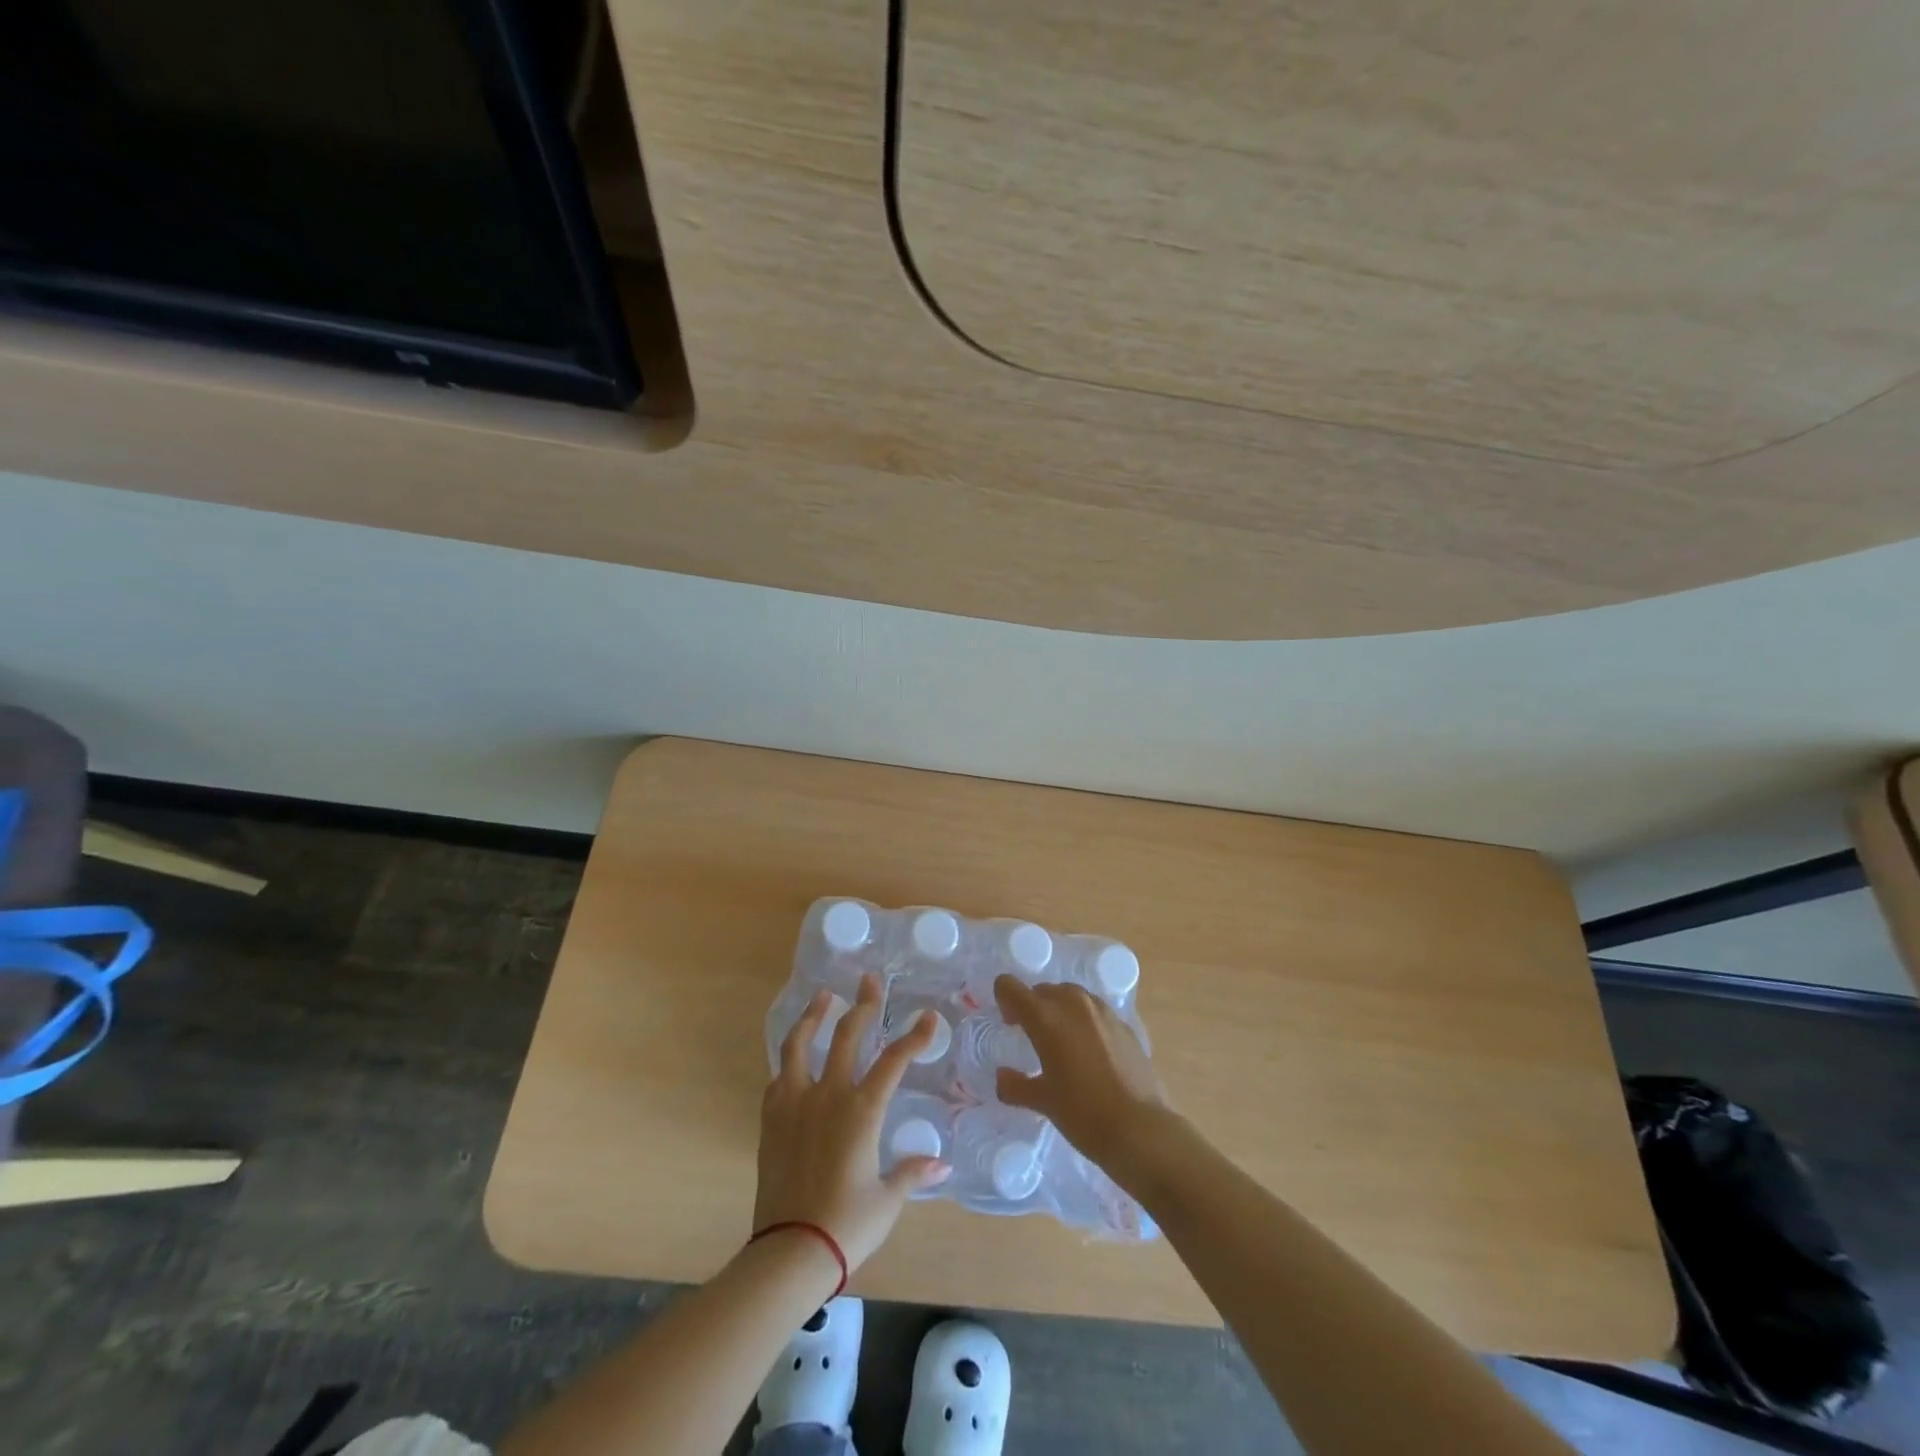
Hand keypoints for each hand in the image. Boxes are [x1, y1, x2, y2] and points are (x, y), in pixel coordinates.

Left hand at [755, 973, 950, 1271]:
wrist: (789, 1251)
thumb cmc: (847, 1226)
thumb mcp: (887, 1199)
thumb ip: (912, 1173)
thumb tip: (941, 1165)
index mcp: (862, 1109)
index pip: (895, 1060)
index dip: (914, 1036)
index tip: (928, 1017)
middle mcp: (829, 1094)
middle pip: (847, 1035)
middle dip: (863, 1005)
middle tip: (869, 980)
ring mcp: (795, 1103)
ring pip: (800, 1045)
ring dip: (813, 1017)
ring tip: (821, 996)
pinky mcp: (771, 1120)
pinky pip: (779, 1078)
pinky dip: (789, 1061)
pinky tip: (793, 1059)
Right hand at [993, 975, 1169, 1171]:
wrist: (1140, 1128)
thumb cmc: (1083, 1114)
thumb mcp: (1043, 1102)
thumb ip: (1015, 1086)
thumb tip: (1002, 1077)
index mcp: (1046, 1018)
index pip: (1011, 987)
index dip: (1004, 999)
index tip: (1009, 1023)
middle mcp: (1073, 1004)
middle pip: (1043, 990)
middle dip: (1032, 1006)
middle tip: (1031, 1036)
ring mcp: (1102, 1011)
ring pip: (1071, 996)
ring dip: (1060, 1010)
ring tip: (1062, 1042)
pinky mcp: (1124, 1024)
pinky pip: (1095, 1011)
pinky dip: (1085, 1022)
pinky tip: (1091, 1052)